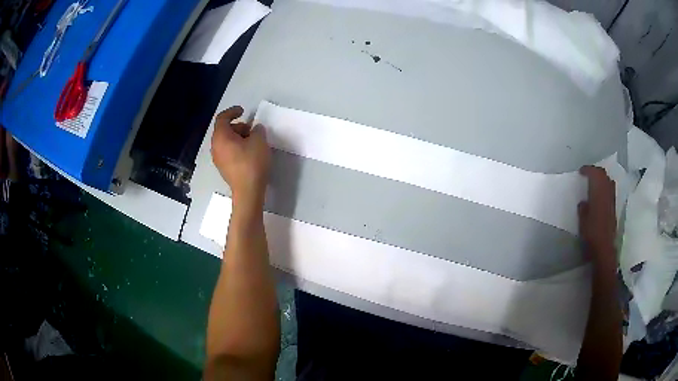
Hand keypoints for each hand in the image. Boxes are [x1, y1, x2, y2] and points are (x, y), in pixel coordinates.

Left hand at [211, 106, 270, 205]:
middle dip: (238, 126)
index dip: (232, 111)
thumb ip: (257, 130)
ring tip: (252, 142)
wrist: (248, 191)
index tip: (243, 111)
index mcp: (221, 137)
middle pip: (223, 130)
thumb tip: (255, 130)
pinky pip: (227, 151)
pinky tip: (248, 153)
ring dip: (237, 137)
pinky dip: (236, 147)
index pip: (222, 118)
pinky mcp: (223, 168)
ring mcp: (218, 159)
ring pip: (225, 141)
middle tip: (251, 130)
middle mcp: (215, 146)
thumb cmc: (252, 163)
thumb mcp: (259, 141)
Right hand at [579, 166, 616, 263]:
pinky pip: (611, 190)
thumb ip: (583, 209)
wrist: (604, 248)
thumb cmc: (592, 234)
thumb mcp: (582, 221)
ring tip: (595, 182)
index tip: (581, 171)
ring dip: (602, 178)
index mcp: (598, 193)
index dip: (588, 170)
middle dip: (595, 171)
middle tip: (588, 174)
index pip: (595, 174)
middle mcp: (607, 193)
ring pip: (608, 181)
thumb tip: (583, 202)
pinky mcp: (614, 208)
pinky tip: (601, 194)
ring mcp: (612, 200)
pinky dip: (605, 187)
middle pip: (603, 175)